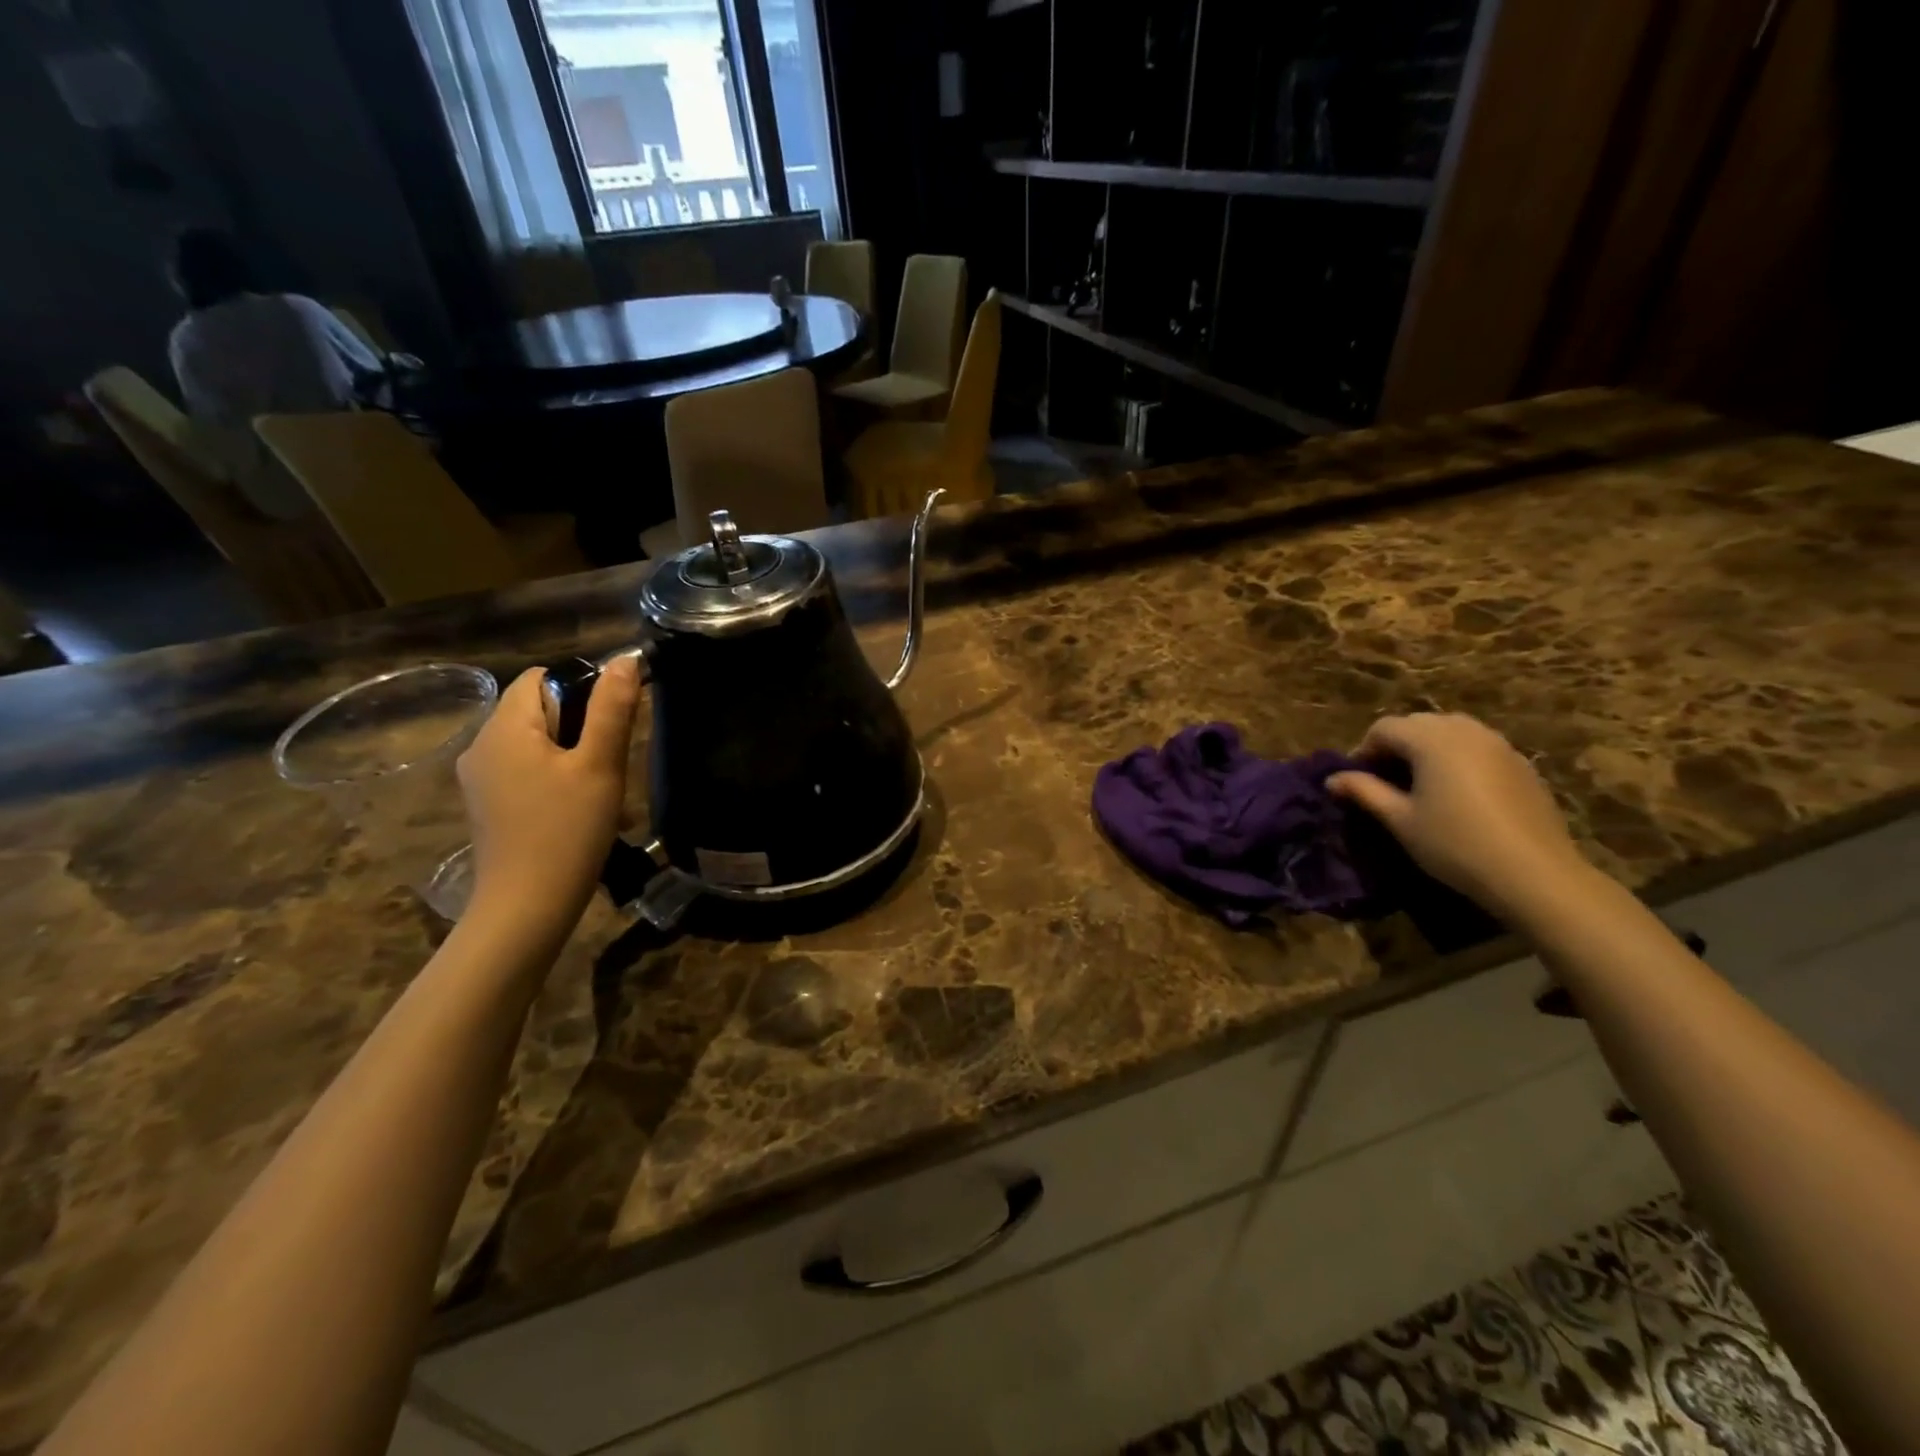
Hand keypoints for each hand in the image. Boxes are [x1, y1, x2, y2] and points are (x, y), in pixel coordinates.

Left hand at [457, 657, 640, 940]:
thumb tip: (625, 659)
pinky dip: (555, 776)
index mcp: (504, 728)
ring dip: (572, 754)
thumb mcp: (600, 766)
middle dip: (581, 725)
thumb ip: (612, 709)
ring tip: (600, 789)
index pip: (543, 677)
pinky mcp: (488, 805)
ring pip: (535, 742)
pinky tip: (577, 809)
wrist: (526, 907)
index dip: (584, 688)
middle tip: (611, 762)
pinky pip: (525, 770)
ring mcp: (480, 778)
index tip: (613, 724)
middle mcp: (481, 745)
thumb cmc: (567, 831)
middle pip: (538, 709)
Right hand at [1326, 713, 1593, 917]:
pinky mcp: (1521, 763)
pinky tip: (1458, 793)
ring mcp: (1498, 744)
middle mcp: (1465, 730)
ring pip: (1450, 730)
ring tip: (1420, 783)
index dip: (1363, 750)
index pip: (1384, 728)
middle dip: (1395, 745)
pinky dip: (1457, 757)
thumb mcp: (1400, 820)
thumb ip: (1364, 792)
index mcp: (1431, 740)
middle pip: (1418, 723)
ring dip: (1427, 747)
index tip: (1357, 781)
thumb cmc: (1455, 844)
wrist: (1535, 873)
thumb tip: (1332, 779)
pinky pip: (1478, 746)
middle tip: (1385, 781)